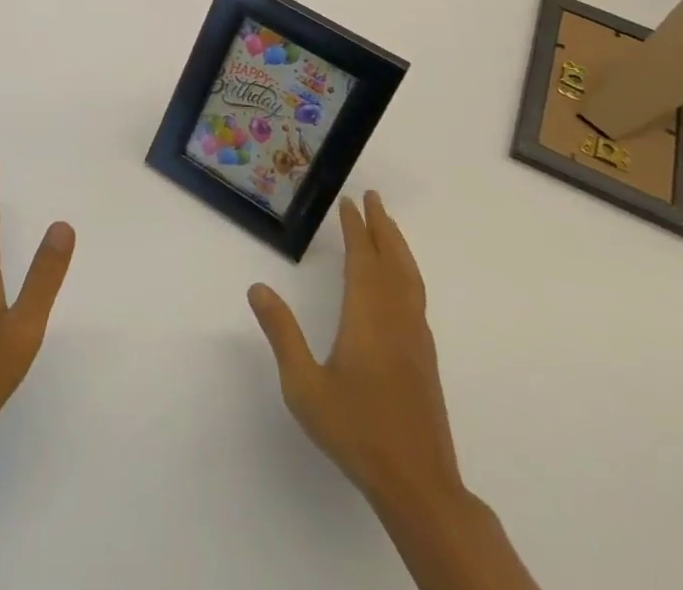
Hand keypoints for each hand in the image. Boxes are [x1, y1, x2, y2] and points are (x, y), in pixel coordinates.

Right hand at [247, 191, 460, 502]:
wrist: (418, 485)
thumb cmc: (357, 431)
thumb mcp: (304, 386)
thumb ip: (282, 334)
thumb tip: (257, 287)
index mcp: (368, 317)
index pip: (362, 259)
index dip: (355, 229)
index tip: (349, 202)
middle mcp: (396, 319)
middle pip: (392, 261)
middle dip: (382, 227)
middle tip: (373, 198)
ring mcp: (416, 339)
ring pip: (410, 278)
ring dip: (398, 247)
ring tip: (388, 227)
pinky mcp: (425, 359)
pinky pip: (416, 297)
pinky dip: (407, 273)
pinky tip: (400, 284)